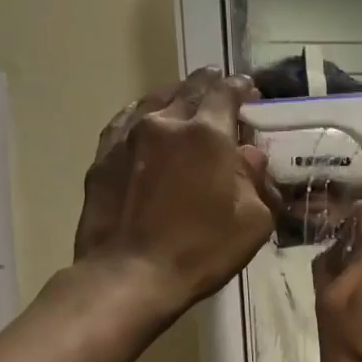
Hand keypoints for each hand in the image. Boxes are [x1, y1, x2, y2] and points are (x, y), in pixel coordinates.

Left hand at [74, 69, 280, 320]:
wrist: (130, 275)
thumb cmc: (201, 250)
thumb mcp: (253, 221)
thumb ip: (257, 181)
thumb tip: (250, 156)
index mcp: (207, 133)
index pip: (226, 93)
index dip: (241, 88)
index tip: (250, 91)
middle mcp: (166, 122)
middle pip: (190, 89)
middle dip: (209, 87)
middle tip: (220, 91)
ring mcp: (129, 136)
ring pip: (156, 100)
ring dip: (176, 98)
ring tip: (186, 102)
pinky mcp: (104, 156)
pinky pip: (127, 122)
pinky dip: (144, 116)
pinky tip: (148, 123)